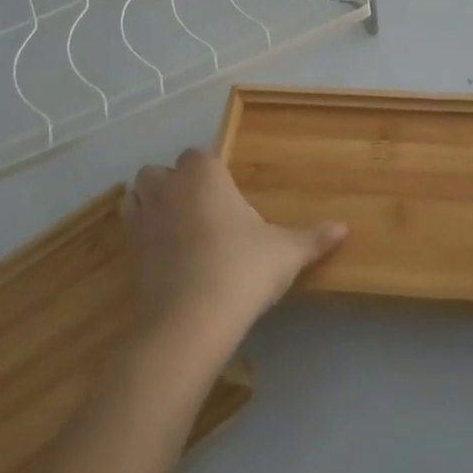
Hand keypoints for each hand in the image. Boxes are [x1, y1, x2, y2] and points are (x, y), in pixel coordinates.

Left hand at [121, 148, 346, 350]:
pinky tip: (166, 253)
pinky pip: (130, 229)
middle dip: (175, 182)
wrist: (192, 318)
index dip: (212, 169)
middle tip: (204, 207)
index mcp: (203, 174)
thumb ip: (313, 237)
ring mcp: (144, 219)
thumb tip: (343, 228)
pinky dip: (143, 233)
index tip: (229, 191)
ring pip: (136, 194)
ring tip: (178, 224)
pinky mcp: (129, 252)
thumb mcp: (286, 252)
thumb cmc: (243, 268)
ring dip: (151, 202)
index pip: (200, 154)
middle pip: (161, 170)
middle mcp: (168, 187)